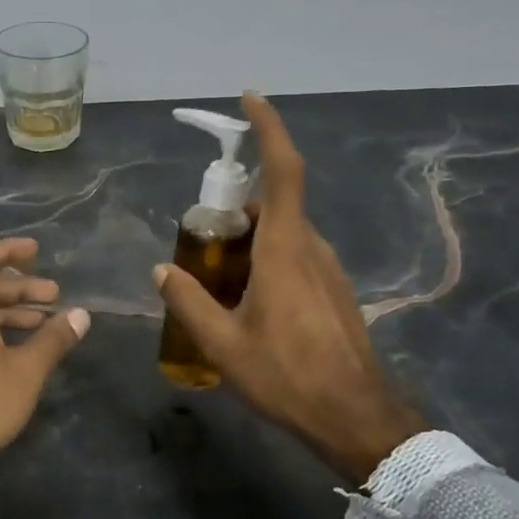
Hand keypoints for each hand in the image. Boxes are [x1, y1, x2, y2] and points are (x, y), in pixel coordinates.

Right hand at [153, 93, 423, 484]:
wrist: (355, 418)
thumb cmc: (286, 376)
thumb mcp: (222, 344)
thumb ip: (188, 301)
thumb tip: (162, 270)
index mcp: (285, 250)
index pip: (282, 171)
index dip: (269, 129)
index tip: (250, 100)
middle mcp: (311, 249)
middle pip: (274, 205)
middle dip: (236, 207)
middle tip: (201, 236)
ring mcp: (328, 270)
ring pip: (284, 234)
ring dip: (250, 240)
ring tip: (217, 277)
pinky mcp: (335, 292)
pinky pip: (296, 257)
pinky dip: (267, 260)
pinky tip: (248, 302)